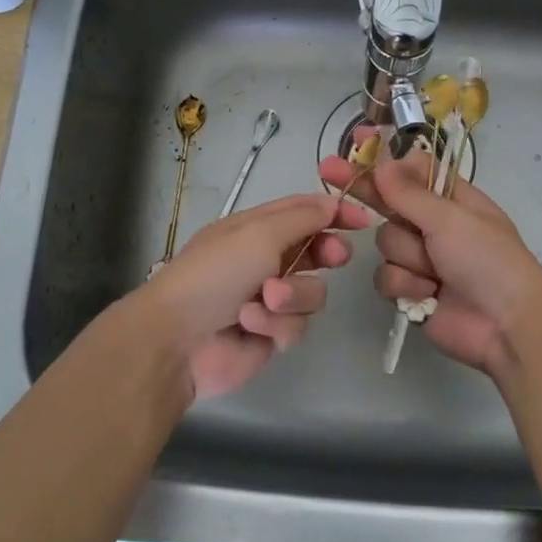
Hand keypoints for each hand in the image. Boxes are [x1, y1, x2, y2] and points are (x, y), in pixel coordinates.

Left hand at [135, 192, 370, 400]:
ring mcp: (268, 299)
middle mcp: (264, 260)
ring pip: (312, 293)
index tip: (364, 219)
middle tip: (334, 257)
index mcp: (255, 228)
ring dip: (292, 296)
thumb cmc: (215, 274)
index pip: (303, 211)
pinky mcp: (271, 334)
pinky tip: (251, 327)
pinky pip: (296, 326)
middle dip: (326, 254)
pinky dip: (276, 325)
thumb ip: (302, 217)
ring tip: (265, 301)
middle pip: (316, 251)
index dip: (334, 211)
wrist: (178, 340)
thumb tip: (332, 201)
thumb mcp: (258, 233)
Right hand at [319, 145, 541, 381]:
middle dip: (363, 190)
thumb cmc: (487, 259)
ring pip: (385, 244)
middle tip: (327, 169)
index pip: (410, 171)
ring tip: (435, 271)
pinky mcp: (411, 290)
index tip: (355, 145)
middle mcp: (433, 225)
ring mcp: (421, 259)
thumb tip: (382, 161)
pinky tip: (428, 294)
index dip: (383, 160)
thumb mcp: (450, 218)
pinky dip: (406, 286)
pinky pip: (386, 277)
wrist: (506, 325)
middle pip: (387, 203)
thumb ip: (409, 192)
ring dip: (407, 257)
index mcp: (451, 199)